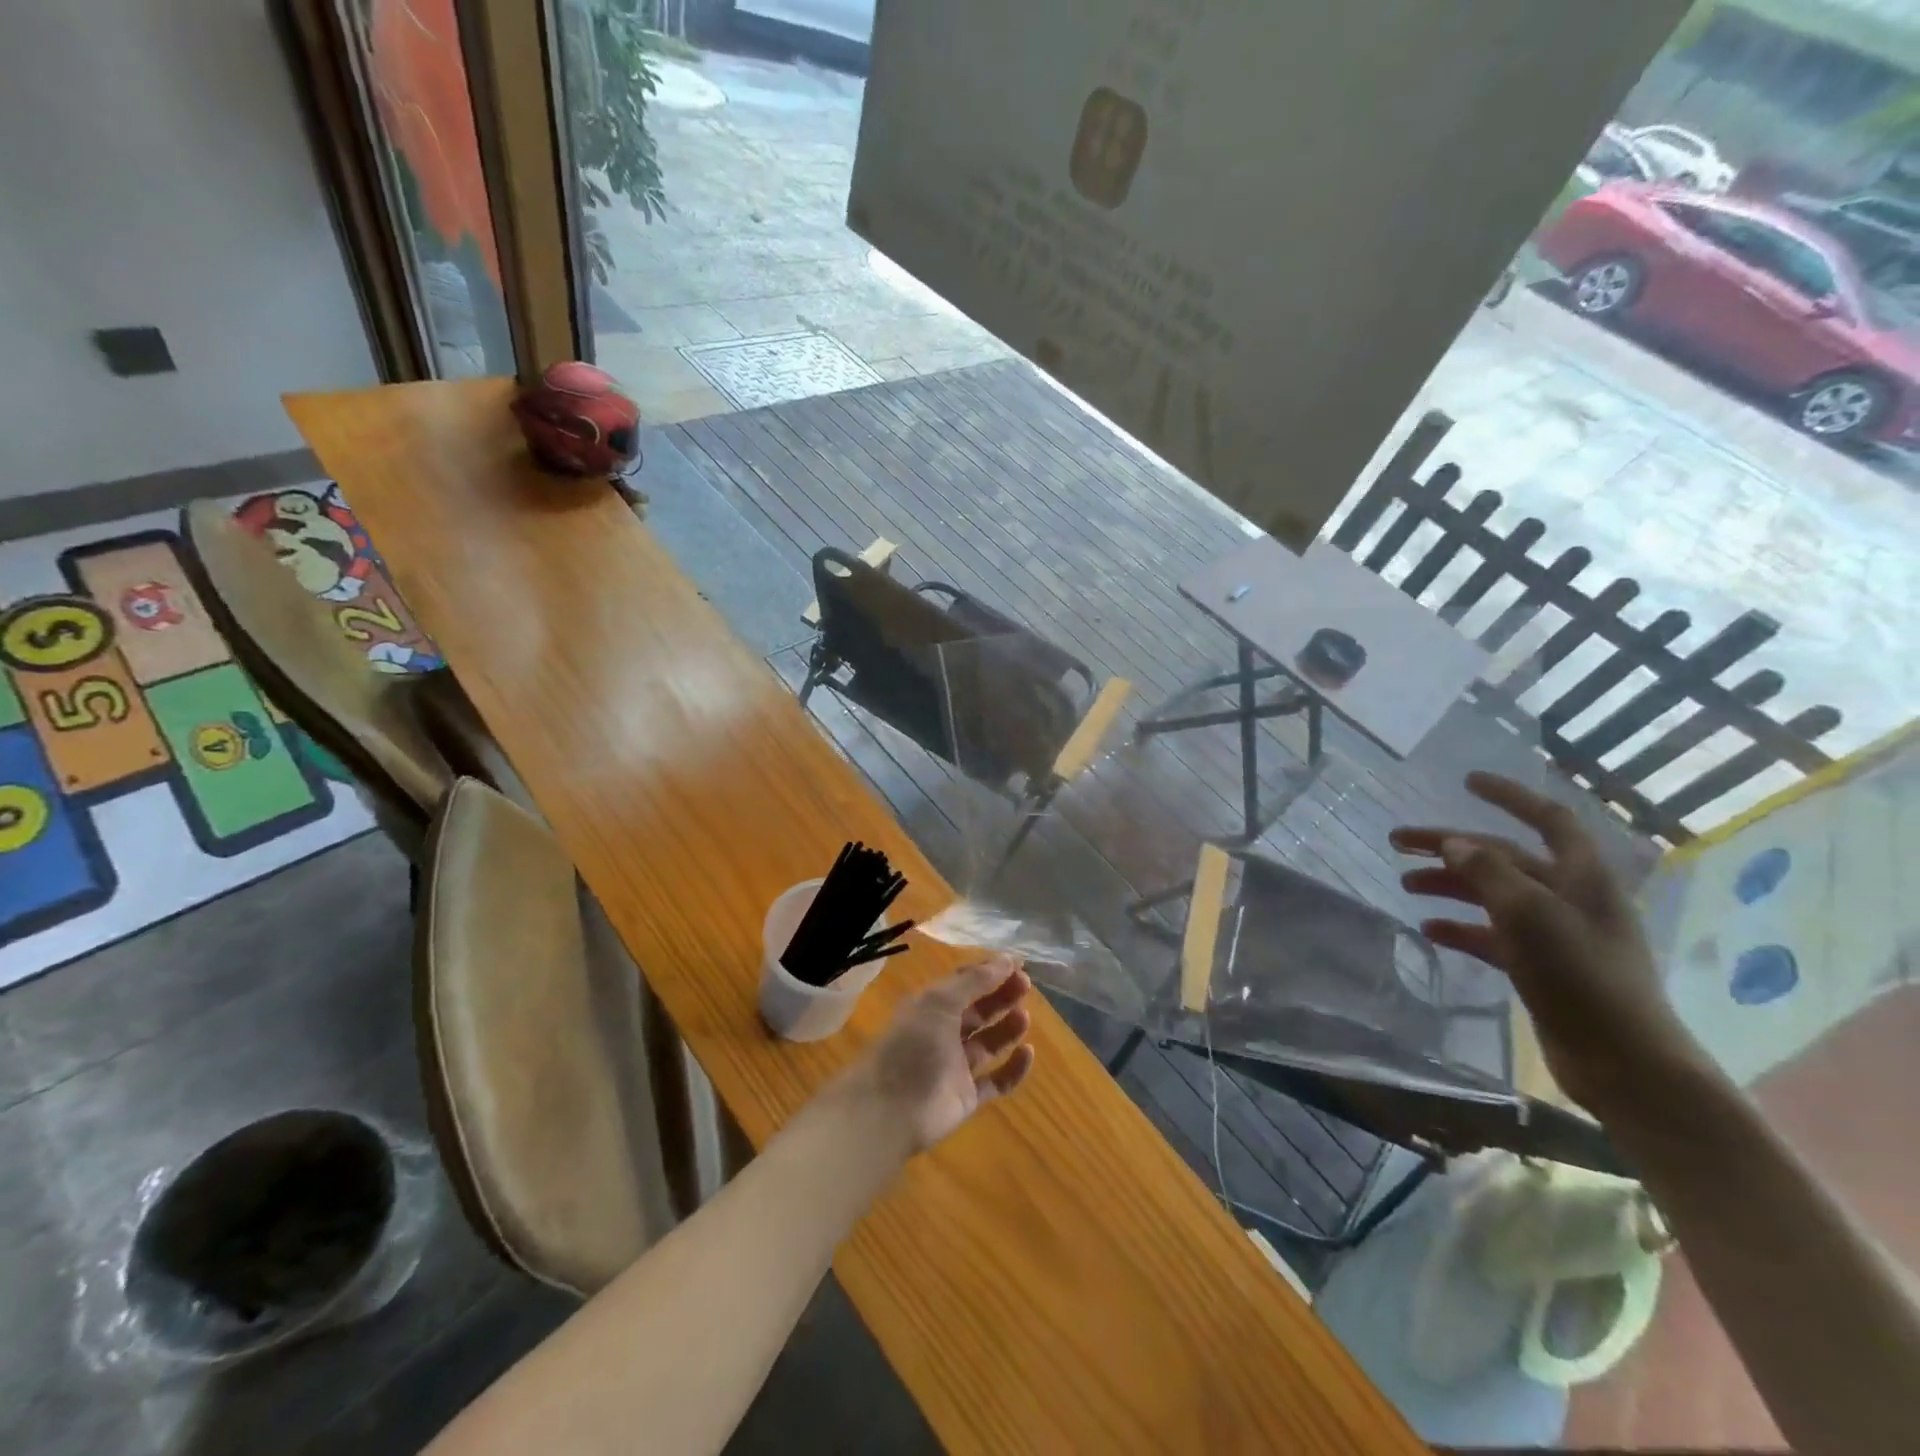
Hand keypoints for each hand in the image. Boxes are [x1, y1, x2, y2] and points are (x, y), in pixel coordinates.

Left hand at [846, 956, 1035, 1153]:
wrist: (889, 1111)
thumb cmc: (912, 1046)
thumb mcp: (940, 1002)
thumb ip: (974, 981)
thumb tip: (1008, 959)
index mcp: (931, 1007)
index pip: (964, 983)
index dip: (989, 972)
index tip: (1017, 964)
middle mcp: (943, 1033)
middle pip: (979, 1011)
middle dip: (1001, 996)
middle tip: (1026, 985)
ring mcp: (956, 1067)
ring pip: (989, 1044)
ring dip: (1007, 1028)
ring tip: (1024, 1016)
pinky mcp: (967, 1097)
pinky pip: (997, 1081)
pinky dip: (1014, 1069)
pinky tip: (1028, 1052)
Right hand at [1391, 772, 1706, 1117]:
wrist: (1622, 1060)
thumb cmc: (1581, 977)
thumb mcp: (1530, 915)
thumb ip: (1489, 873)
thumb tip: (1455, 843)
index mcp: (1580, 876)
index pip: (1548, 818)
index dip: (1509, 795)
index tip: (1467, 781)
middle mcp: (1569, 896)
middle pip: (1503, 856)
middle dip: (1450, 846)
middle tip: (1398, 842)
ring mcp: (1555, 932)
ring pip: (1492, 894)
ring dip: (1449, 885)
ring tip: (1406, 885)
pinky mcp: (1541, 965)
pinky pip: (1492, 934)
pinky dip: (1461, 927)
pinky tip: (1430, 929)